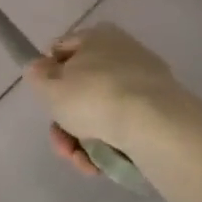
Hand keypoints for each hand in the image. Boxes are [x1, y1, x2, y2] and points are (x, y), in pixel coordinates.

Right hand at [23, 24, 183, 176]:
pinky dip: (110, 144)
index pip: (61, 50)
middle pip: (81, 88)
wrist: (156, 127)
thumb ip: (36, 75)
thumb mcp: (48, 86)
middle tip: (61, 144)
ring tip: (82, 163)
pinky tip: (101, 165)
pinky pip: (126, 126)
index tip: (45, 100)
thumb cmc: (93, 97)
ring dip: (83, 140)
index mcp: (97, 37)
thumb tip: (39, 68)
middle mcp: (123, 54)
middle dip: (65, 122)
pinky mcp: (164, 113)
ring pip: (101, 112)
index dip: (47, 76)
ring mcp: (146, 84)